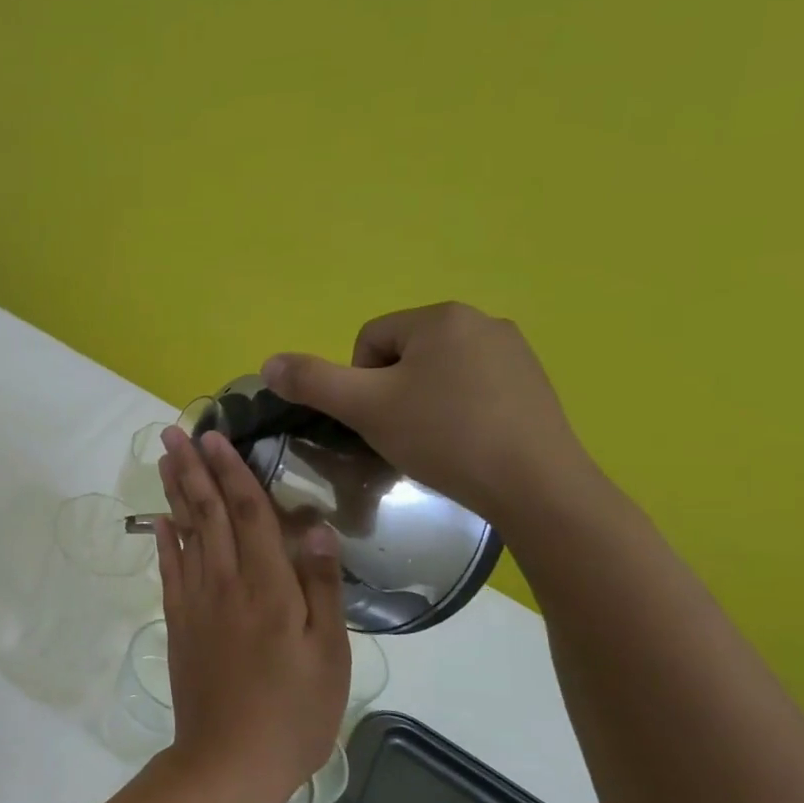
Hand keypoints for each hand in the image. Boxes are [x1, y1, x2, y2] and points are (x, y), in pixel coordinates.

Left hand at [153, 426, 349, 802]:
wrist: (229, 761)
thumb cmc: (293, 712)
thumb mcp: (329, 653)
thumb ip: (321, 586)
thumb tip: (315, 527)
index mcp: (268, 586)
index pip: (249, 513)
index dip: (232, 471)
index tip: (216, 436)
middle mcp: (225, 583)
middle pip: (209, 513)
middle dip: (192, 468)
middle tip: (175, 430)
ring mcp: (196, 602)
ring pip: (185, 533)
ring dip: (175, 492)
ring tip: (164, 458)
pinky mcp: (179, 623)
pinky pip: (169, 570)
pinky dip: (163, 540)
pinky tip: (159, 520)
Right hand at [261, 302, 596, 527]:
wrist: (535, 485)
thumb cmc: (444, 437)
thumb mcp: (365, 408)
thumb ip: (313, 382)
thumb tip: (267, 363)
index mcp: (441, 317)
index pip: (369, 341)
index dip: (359, 384)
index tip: (376, 421)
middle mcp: (482, 321)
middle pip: (404, 356)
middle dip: (392, 394)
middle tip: (401, 435)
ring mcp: (515, 352)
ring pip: (438, 374)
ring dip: (423, 404)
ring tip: (434, 444)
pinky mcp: (535, 384)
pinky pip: (474, 389)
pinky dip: (459, 413)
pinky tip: (466, 445)